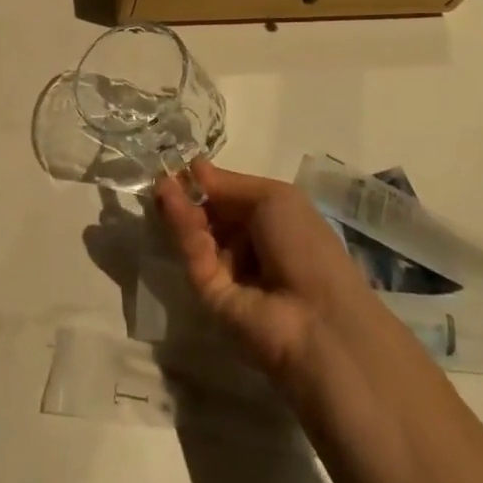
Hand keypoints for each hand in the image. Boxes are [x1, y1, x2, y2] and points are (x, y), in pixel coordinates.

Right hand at [155, 160, 379, 399]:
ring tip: (163, 186)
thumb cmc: (306, 246)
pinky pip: (195, 256)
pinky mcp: (208, 294)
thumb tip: (194, 166)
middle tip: (164, 175)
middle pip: (209, 216)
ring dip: (180, 208)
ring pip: (197, 234)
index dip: (206, 182)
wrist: (319, 317)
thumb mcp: (276, 198)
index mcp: (271, 223)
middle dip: (188, 194)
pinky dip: (183, 230)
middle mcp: (248, 246)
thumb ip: (229, 184)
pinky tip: (171, 203)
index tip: (181, 165)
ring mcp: (227, 271)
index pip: (230, 199)